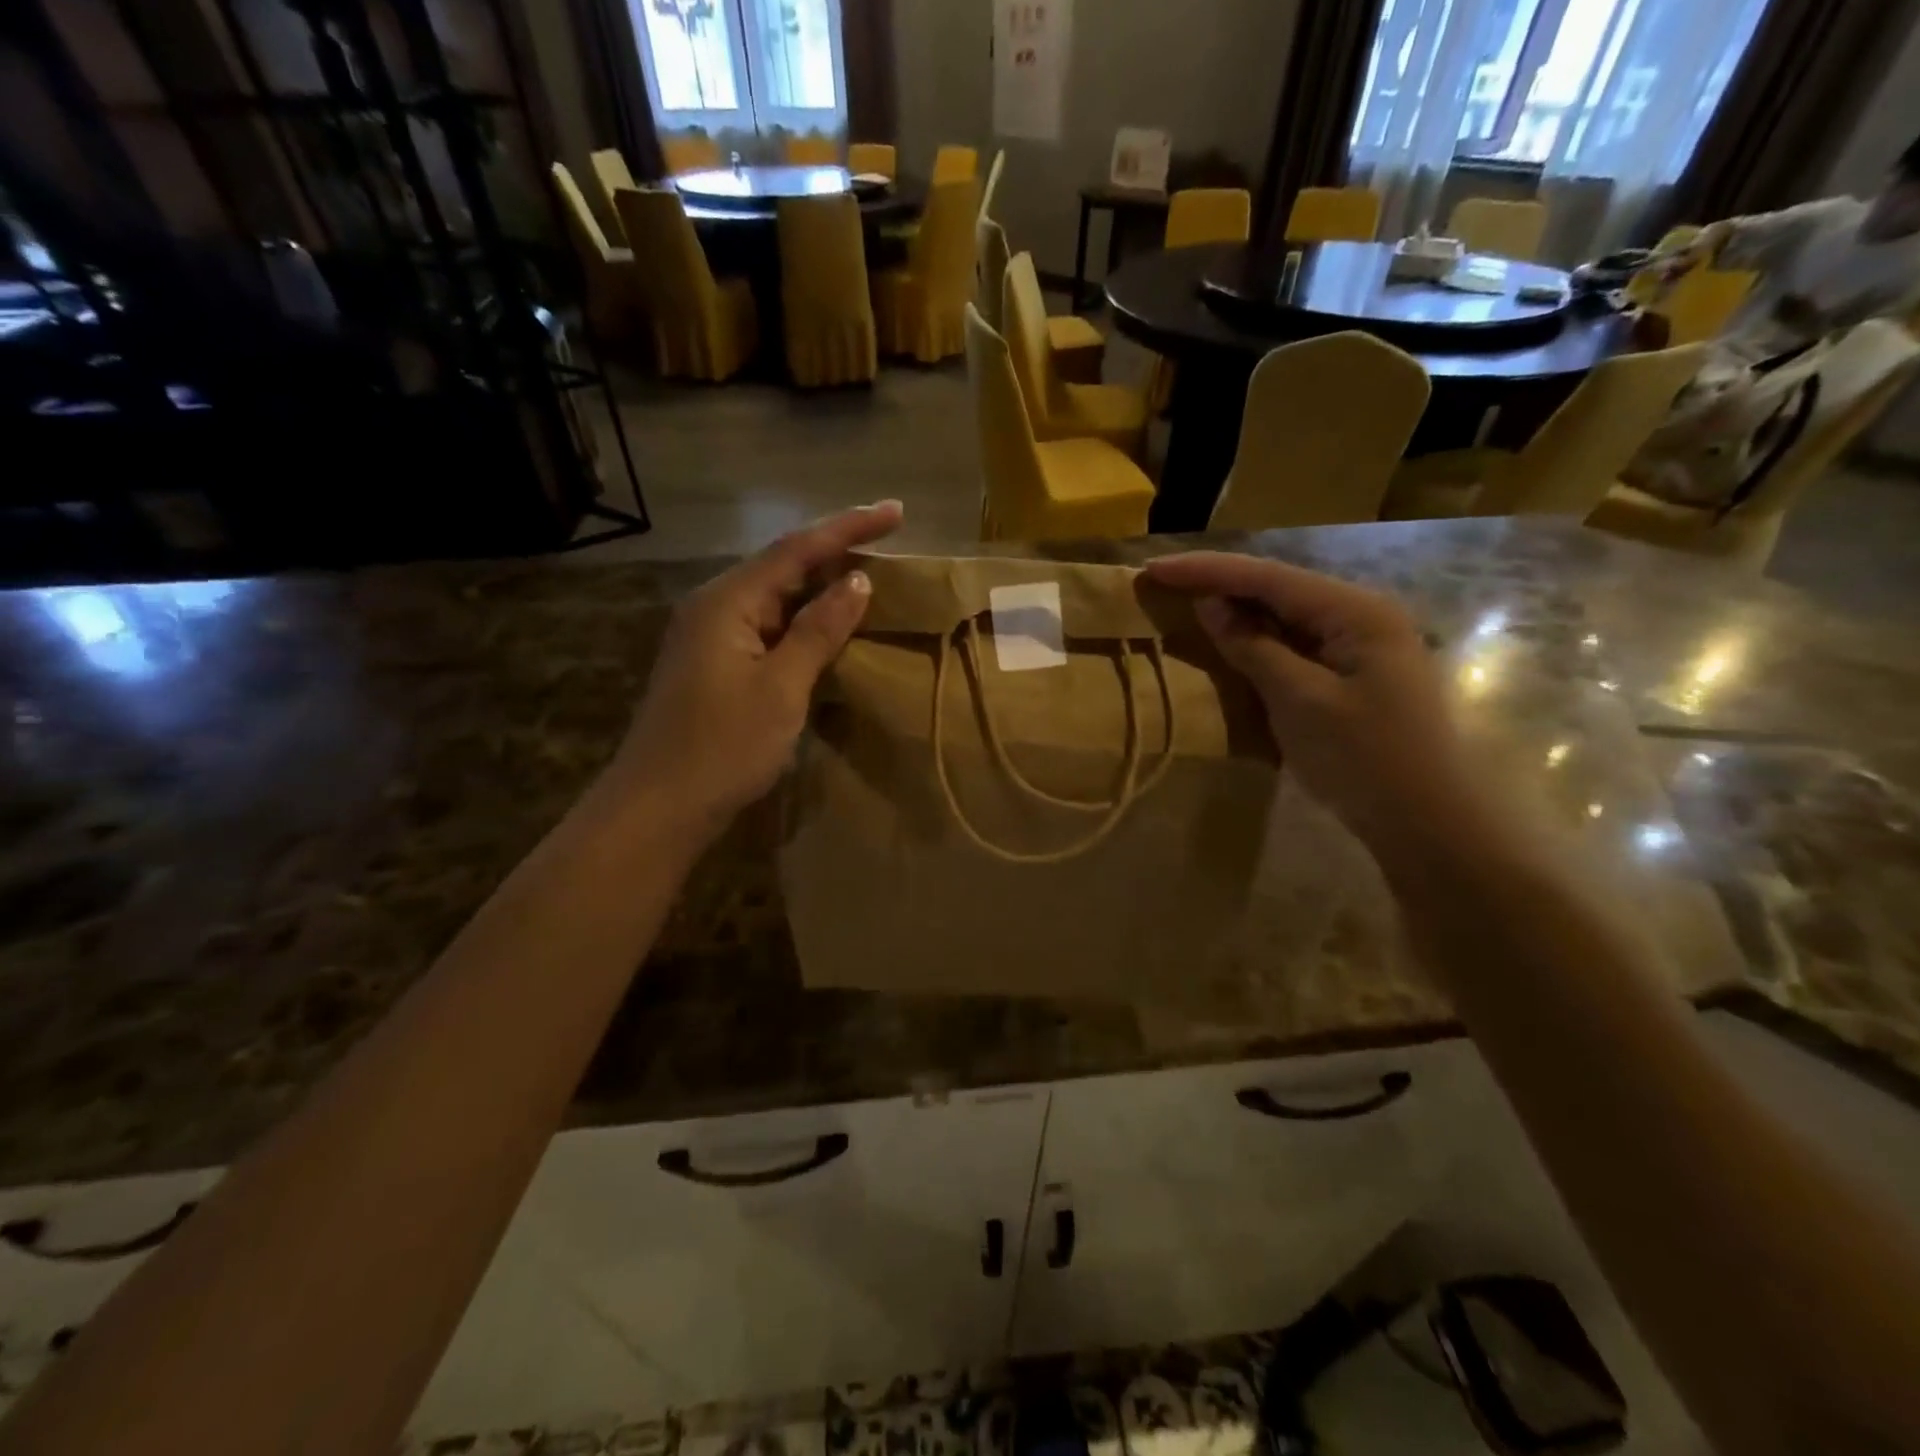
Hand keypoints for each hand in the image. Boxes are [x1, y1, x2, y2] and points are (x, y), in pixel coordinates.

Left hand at [610, 502, 902, 837]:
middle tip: (887, 541)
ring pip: (775, 598)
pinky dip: (803, 621)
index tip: (896, 511)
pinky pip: (767, 627)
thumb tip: (858, 583)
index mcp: (727, 601)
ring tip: (868, 576)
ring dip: (820, 587)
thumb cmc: (723, 747)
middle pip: (783, 566)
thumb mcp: (781, 687)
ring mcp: (710, 636)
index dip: (849, 528)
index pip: (797, 549)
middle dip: (835, 551)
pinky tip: (828, 626)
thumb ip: (819, 631)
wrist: (658, 808)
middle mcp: (714, 606)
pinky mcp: (714, 664)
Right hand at [1145, 552, 1485, 851]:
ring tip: (1186, 602)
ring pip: (1287, 613)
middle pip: (1279, 587)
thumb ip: (1253, 647)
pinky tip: (1231, 640)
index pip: (1268, 577)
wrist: (1427, 822)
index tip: (1154, 568)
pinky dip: (1259, 639)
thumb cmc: (1364, 759)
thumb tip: (1210, 605)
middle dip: (1219, 582)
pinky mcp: (1356, 672)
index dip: (1207, 570)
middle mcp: (1363, 614)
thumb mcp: (1299, 701)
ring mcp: (1363, 643)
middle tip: (1164, 581)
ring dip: (1237, 608)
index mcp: (1356, 611)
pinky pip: (1297, 642)